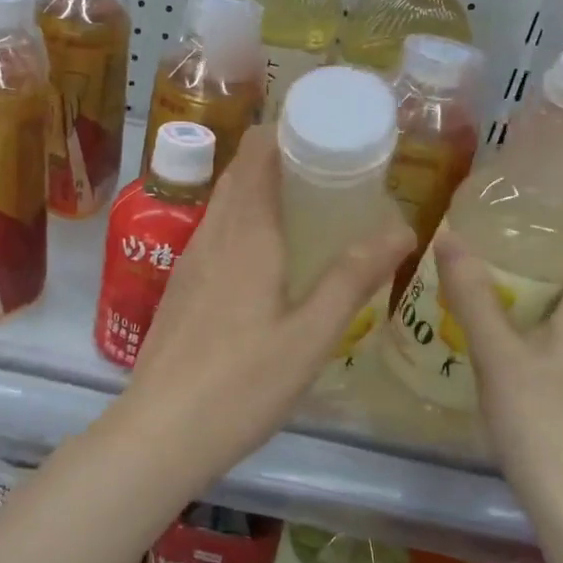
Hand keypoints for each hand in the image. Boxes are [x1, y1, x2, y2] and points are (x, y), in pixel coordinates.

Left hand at [118, 124, 411, 490]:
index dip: (286, 131)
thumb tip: (400, 228)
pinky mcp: (179, 288)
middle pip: (240, 174)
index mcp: (245, 234)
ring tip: (304, 207)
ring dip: (258, 191)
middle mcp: (211, 236)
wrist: (161, 430)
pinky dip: (242, 223)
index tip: (326, 132)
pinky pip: (214, 234)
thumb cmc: (242, 384)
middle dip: (279, 159)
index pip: (257, 153)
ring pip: (223, 205)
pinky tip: (266, 257)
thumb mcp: (310, 336)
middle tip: (327, 170)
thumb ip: (352, 279)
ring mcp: (188, 262)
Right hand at [433, 209, 562, 531]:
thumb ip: (473, 296)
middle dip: (552, 245)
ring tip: (494, 276)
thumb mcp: (497, 354)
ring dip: (544, 284)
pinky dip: (542, 318)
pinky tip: (503, 333)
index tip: (545, 196)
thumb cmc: (542, 421)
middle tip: (500, 233)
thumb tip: (451, 237)